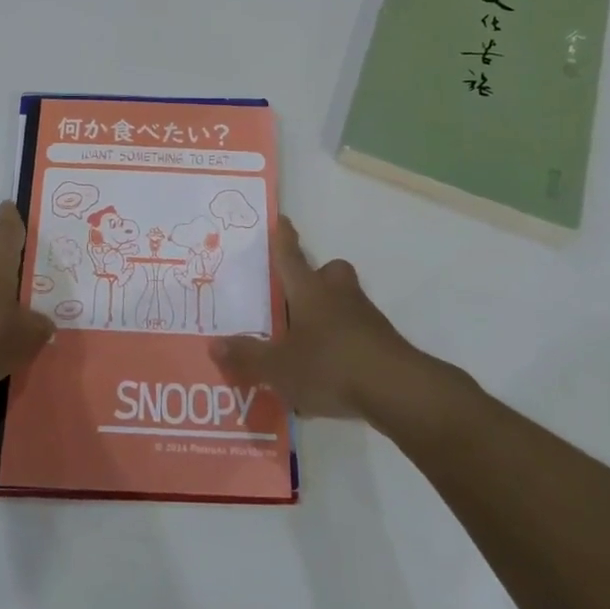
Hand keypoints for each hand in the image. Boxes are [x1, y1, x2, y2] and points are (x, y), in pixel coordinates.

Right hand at [211, 217, 415, 419]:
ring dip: (329, 312)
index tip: (281, 219)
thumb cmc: (330, 365)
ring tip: (308, 342)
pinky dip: (343, 343)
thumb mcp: (279, 367)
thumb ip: (247, 356)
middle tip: (296, 297)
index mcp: (308, 291)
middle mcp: (337, 294)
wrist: (397, 389)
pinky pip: (357, 332)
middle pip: (328, 272)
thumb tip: (212, 344)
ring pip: (345, 301)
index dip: (283, 238)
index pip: (290, 255)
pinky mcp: (382, 342)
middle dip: (315, 277)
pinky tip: (330, 374)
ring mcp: (365, 316)